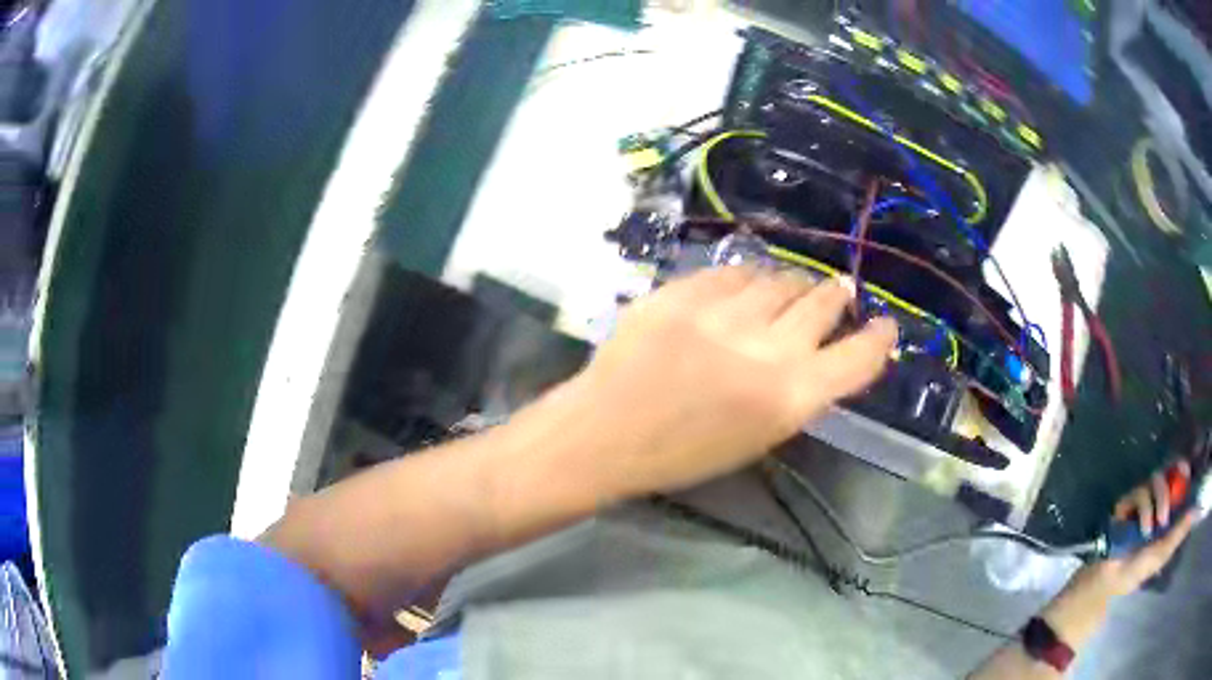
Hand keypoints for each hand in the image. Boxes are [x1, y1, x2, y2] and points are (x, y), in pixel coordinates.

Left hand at [563, 266, 896, 498]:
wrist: (606, 433)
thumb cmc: (683, 453)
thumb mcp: (758, 436)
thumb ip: (797, 391)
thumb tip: (822, 350)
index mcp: (790, 398)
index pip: (859, 357)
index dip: (879, 338)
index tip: (884, 325)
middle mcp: (767, 349)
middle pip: (824, 303)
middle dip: (836, 297)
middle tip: (837, 294)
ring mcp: (723, 313)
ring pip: (779, 278)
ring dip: (791, 284)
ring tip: (788, 290)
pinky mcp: (684, 291)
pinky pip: (731, 272)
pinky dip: (744, 280)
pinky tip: (741, 289)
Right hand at [1088, 461, 1198, 596]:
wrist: (1109, 579)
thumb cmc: (1137, 571)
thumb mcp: (1161, 555)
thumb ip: (1178, 534)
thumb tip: (1194, 512)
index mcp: (1167, 510)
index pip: (1178, 481)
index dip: (1183, 472)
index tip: (1186, 472)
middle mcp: (1157, 499)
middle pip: (1169, 473)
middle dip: (1171, 487)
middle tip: (1168, 508)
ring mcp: (1143, 499)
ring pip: (1157, 479)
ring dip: (1159, 500)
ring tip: (1153, 528)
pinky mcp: (1128, 500)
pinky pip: (1141, 492)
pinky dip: (1145, 509)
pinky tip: (1143, 529)